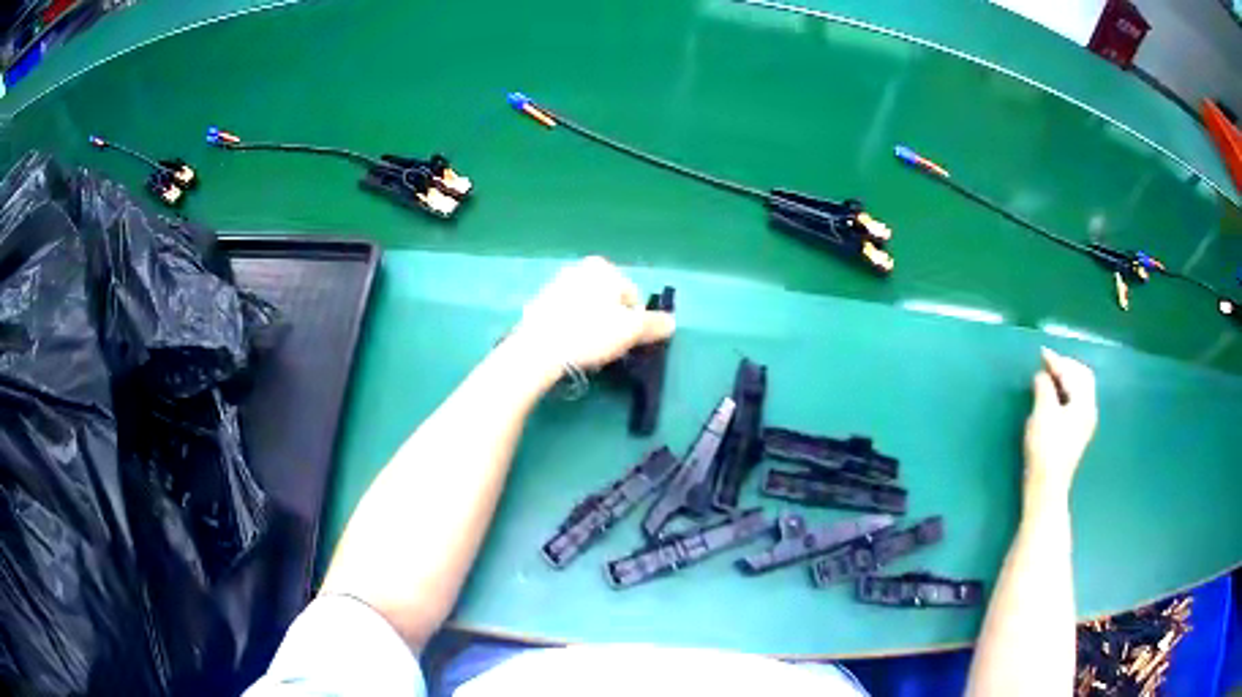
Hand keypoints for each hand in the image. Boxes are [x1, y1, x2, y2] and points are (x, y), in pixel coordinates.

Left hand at [511, 256, 675, 372]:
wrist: (539, 348)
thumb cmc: (590, 333)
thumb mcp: (631, 330)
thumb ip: (654, 324)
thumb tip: (672, 322)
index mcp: (603, 267)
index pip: (632, 297)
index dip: (633, 322)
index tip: (623, 340)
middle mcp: (578, 268)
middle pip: (608, 301)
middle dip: (611, 321)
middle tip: (605, 345)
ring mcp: (555, 285)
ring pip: (587, 309)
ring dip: (591, 325)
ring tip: (585, 348)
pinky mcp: (538, 304)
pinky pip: (566, 317)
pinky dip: (571, 328)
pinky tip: (567, 346)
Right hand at [1023, 348, 1096, 504]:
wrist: (1046, 487)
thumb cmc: (1045, 449)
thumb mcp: (1042, 413)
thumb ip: (1044, 388)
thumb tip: (1043, 375)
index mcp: (1084, 403)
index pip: (1073, 373)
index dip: (1057, 361)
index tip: (1041, 353)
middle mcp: (1089, 411)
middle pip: (1083, 378)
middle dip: (1067, 367)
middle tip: (1048, 362)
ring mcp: (1084, 424)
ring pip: (1080, 391)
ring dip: (1067, 379)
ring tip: (1049, 376)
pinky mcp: (1076, 434)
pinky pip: (1075, 402)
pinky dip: (1065, 392)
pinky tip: (1054, 396)